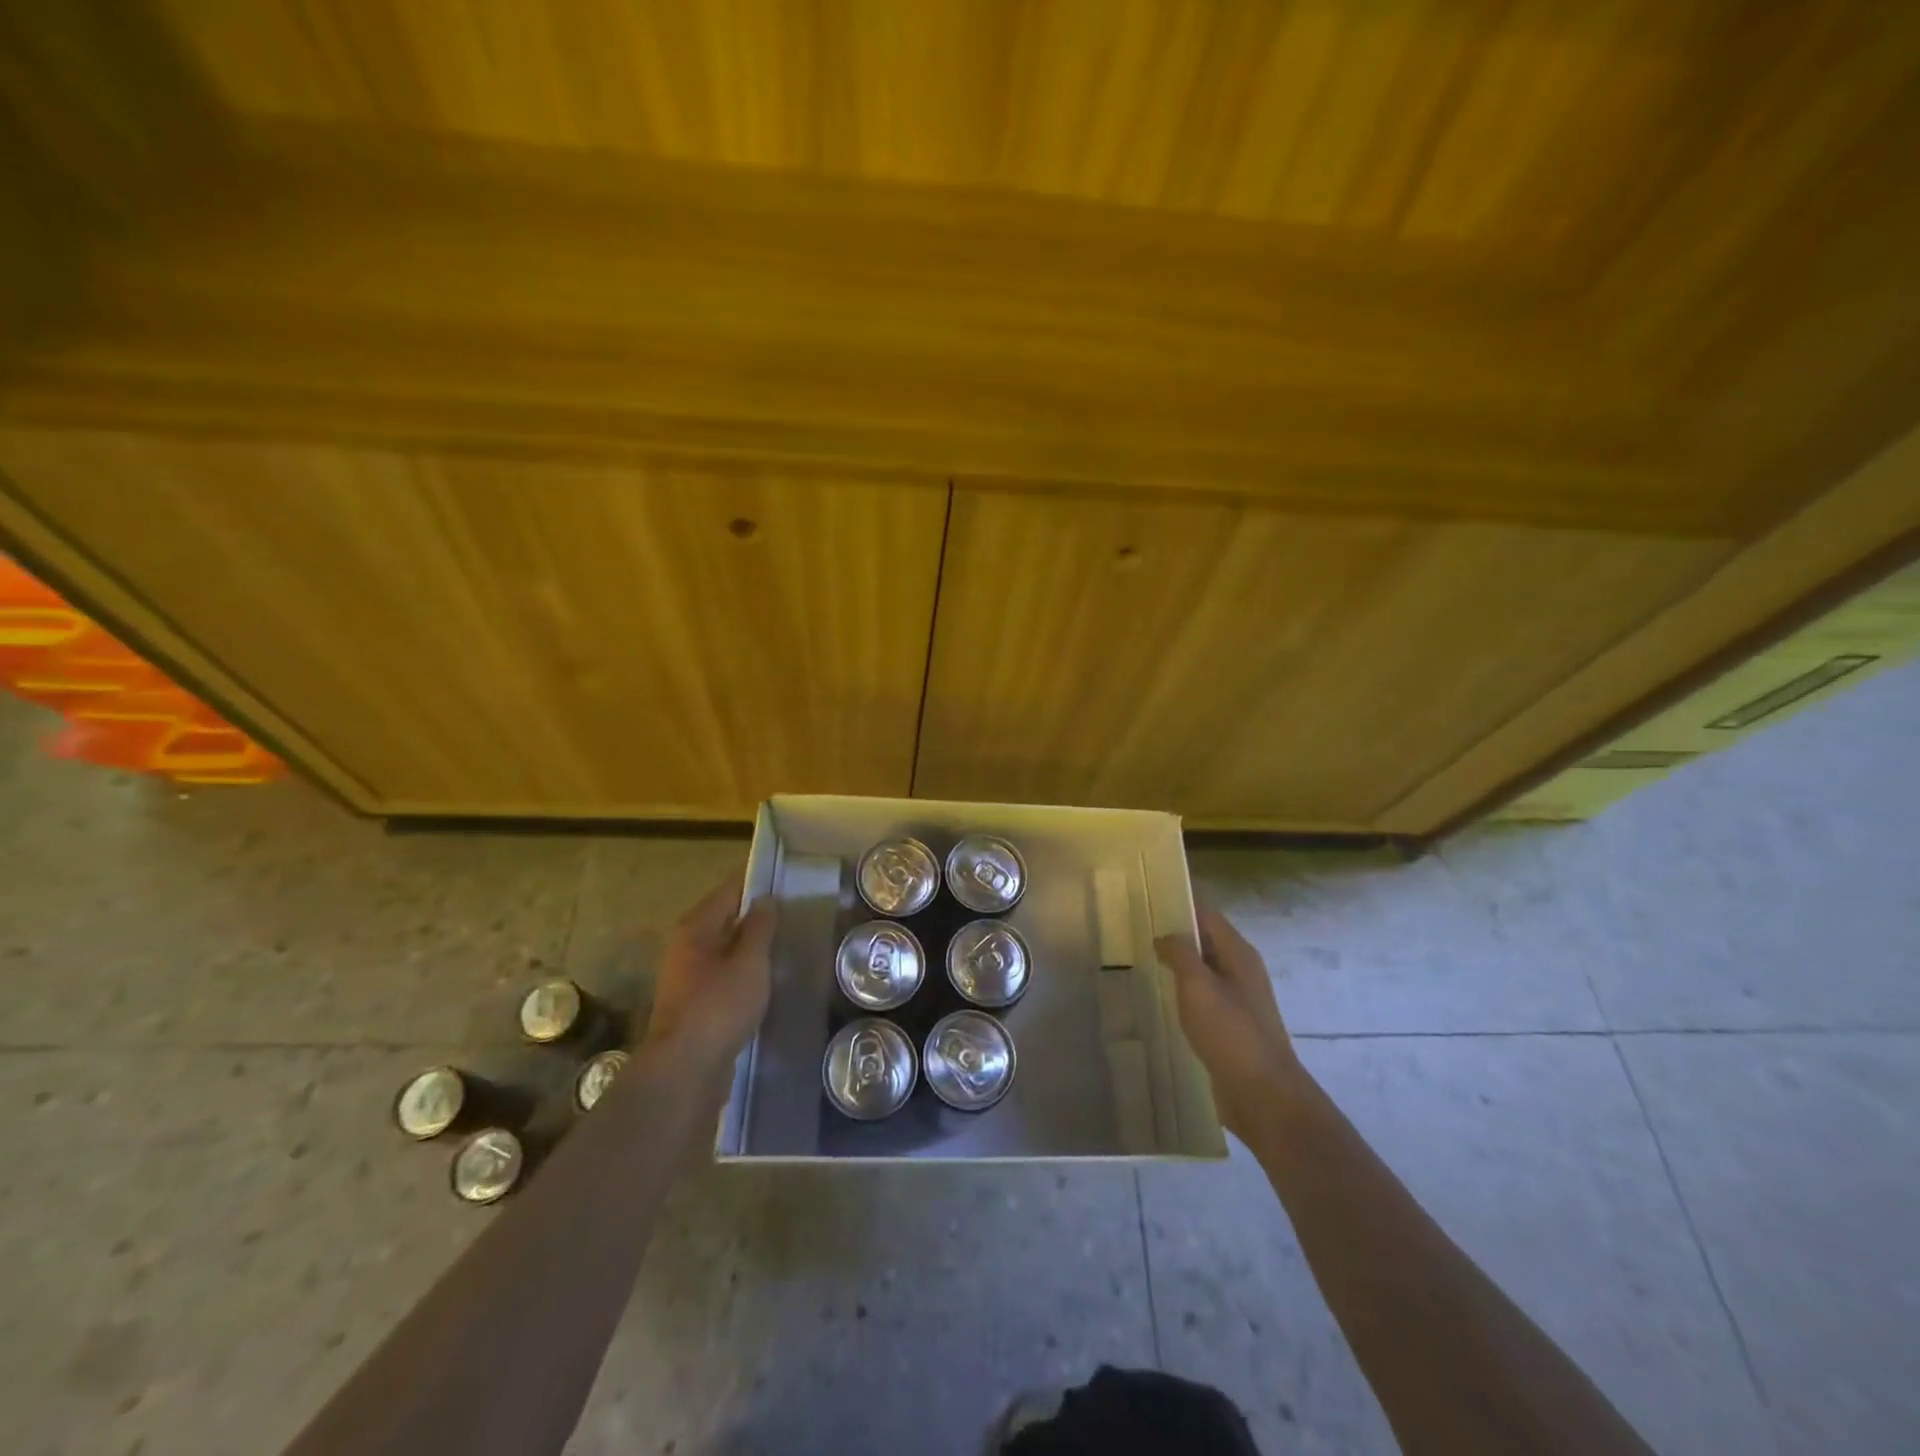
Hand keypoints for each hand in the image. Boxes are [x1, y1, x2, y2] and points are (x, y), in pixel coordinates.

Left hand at [642, 868, 774, 1071]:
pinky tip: (766, 979)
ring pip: (723, 949)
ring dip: (749, 945)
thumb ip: (759, 927)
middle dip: (754, 914)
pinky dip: (743, 971)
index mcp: (695, 928)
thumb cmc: (719, 1006)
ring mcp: (686, 978)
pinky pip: (723, 975)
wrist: (685, 1069)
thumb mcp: (749, 962)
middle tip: (792, 910)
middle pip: (723, 919)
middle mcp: (685, 947)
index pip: (728, 890)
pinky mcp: (693, 1005)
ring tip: (784, 942)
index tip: (783, 876)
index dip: (755, 881)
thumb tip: (764, 899)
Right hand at [1155, 905, 1303, 1137]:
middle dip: (1174, 935)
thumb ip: (1180, 954)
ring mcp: (1237, 1000)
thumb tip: (1164, 936)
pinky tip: (1160, 1000)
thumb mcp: (1199, 986)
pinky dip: (1182, 993)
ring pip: (1202, 971)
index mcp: (1239, 954)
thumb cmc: (1231, 1033)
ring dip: (1176, 966)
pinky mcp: (1230, 1026)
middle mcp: (1241, 971)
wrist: (1264, 1096)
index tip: (1146, 900)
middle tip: (1134, 932)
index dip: (1179, 904)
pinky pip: (1202, 998)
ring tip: (1140, 963)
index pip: (1206, 914)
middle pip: (1205, 941)